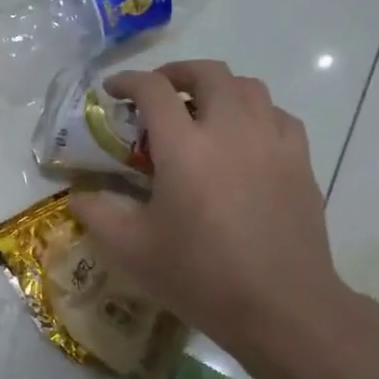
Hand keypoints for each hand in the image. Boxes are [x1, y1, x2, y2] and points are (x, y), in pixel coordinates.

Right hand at [68, 61, 368, 378]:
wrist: (281, 306)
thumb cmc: (200, 276)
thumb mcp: (132, 250)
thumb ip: (97, 215)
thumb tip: (78, 197)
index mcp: (184, 147)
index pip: (153, 90)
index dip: (128, 81)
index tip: (113, 90)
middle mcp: (230, 130)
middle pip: (208, 73)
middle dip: (177, 72)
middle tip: (159, 92)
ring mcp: (271, 142)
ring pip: (249, 87)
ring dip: (219, 88)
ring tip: (202, 111)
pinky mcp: (300, 161)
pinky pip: (278, 116)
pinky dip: (255, 113)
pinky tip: (245, 139)